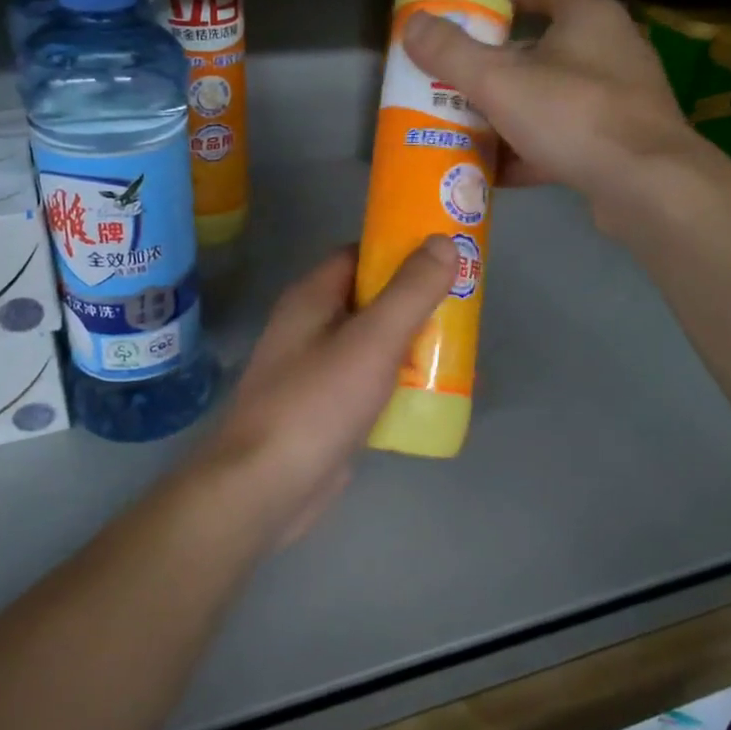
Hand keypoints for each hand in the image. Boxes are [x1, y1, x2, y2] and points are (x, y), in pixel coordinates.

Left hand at [197, 238, 457, 546]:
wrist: (266, 488)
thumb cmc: (317, 403)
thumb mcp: (372, 340)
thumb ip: (410, 291)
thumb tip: (443, 241)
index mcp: (313, 297)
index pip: (360, 255)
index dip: (401, 251)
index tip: (446, 257)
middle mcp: (311, 326)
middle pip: (371, 299)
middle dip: (416, 301)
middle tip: (464, 306)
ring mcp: (317, 370)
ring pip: (374, 343)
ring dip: (412, 343)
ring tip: (460, 349)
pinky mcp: (327, 409)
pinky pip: (371, 382)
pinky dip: (400, 382)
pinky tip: (434, 394)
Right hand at [401, 0, 695, 223]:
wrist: (647, 186)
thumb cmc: (574, 116)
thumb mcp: (499, 82)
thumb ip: (452, 54)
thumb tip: (412, 25)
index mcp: (590, 17)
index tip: (480, 19)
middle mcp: (612, 50)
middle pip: (549, 45)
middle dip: (503, 64)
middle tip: (464, 81)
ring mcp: (621, 99)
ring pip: (556, 96)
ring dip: (515, 111)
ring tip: (473, 128)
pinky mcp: (622, 142)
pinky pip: (568, 137)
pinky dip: (534, 150)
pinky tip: (500, 173)